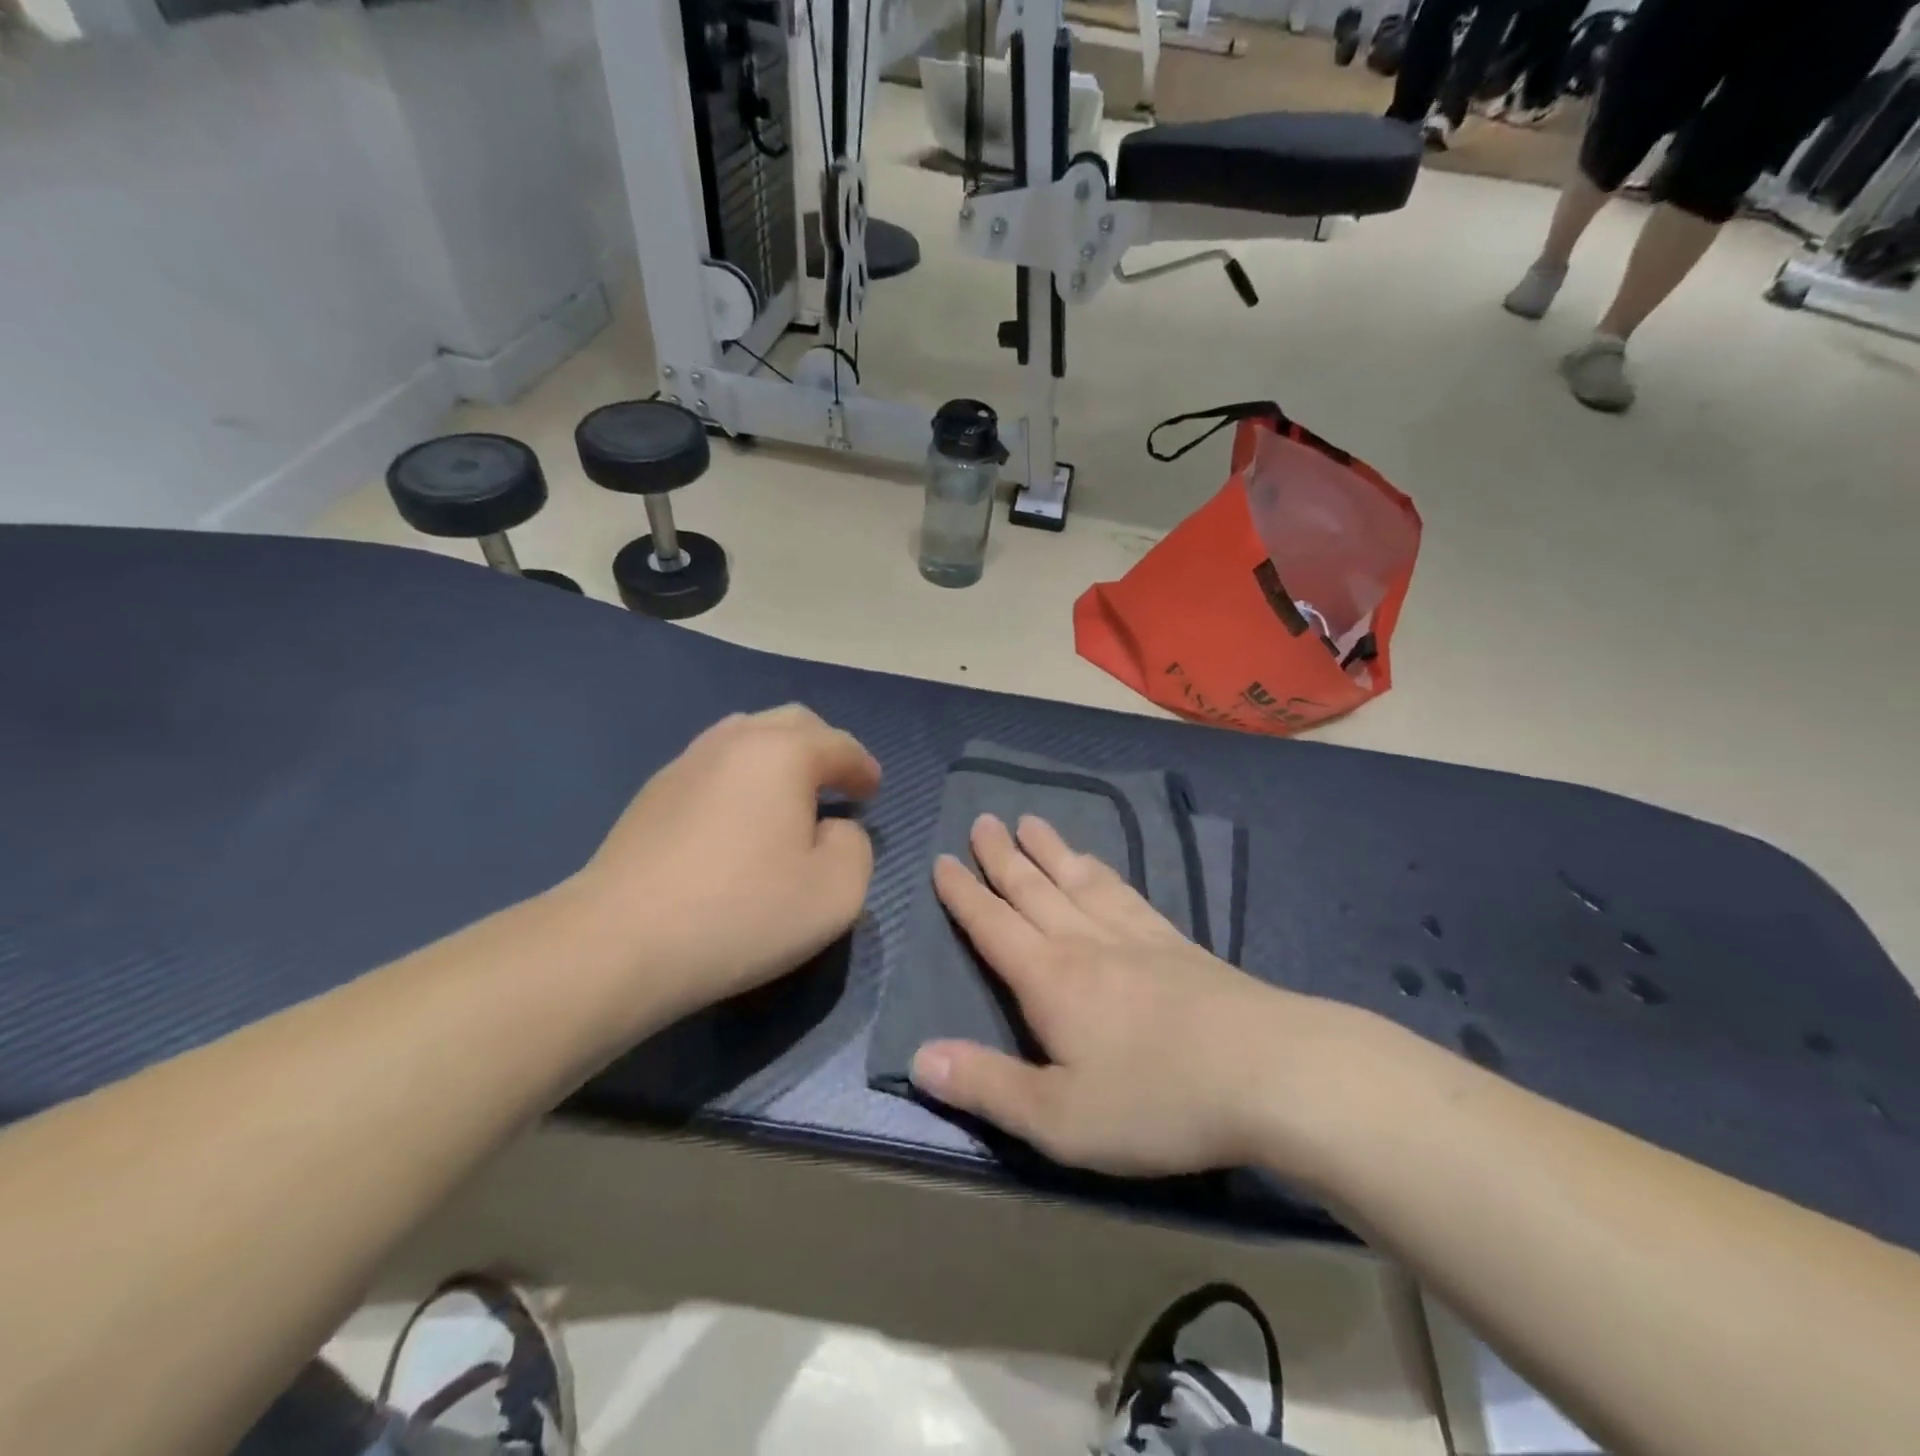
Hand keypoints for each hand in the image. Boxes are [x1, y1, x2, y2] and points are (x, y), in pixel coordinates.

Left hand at [578, 706, 879, 1014]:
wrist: (619, 942)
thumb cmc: (742, 912)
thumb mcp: (836, 890)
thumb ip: (856, 846)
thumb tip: (834, 829)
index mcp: (782, 753)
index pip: (839, 745)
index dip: (863, 767)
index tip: (873, 793)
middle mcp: (733, 742)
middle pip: (791, 723)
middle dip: (823, 748)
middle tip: (837, 786)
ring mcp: (685, 763)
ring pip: (746, 738)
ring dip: (779, 758)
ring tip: (789, 797)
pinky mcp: (652, 794)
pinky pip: (714, 767)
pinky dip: (741, 779)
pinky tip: (739, 820)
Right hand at [910, 814, 1340, 1177]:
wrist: (1270, 1073)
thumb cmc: (1157, 1100)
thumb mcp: (1059, 1118)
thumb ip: (987, 1086)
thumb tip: (918, 1058)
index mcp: (1050, 979)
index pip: (993, 925)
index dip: (964, 894)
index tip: (943, 858)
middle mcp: (1086, 943)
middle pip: (1034, 889)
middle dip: (1003, 856)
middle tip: (983, 820)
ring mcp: (1136, 937)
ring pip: (1079, 881)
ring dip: (1051, 851)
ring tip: (1032, 822)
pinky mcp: (1177, 944)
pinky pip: (1126, 893)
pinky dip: (1103, 873)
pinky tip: (1101, 868)